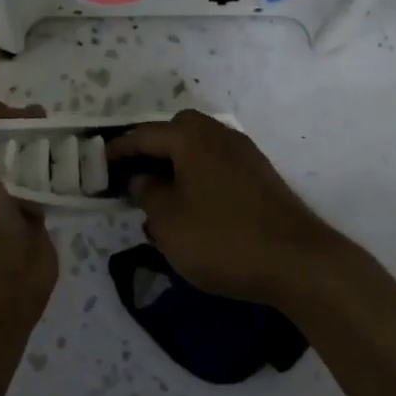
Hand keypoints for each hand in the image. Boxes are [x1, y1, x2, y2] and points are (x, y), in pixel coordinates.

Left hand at [0, 102, 57, 322]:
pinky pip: (32, 177)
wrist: (1, 285)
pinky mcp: (19, 212)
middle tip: (38, 119)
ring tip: (55, 134)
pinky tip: (63, 157)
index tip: (5, 115)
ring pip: (10, 154)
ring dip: (33, 140)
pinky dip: (47, 164)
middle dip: (11, 123)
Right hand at [106, 110, 349, 307]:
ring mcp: (245, 155)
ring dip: (175, 169)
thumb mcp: (169, 220)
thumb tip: (143, 178)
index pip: (144, 135)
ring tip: (159, 201)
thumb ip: (148, 193)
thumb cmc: (222, 238)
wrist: (298, 261)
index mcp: (192, 137)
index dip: (117, 150)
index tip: (97, 166)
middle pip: (175, 134)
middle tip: (131, 179)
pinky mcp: (261, 179)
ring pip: (198, 152)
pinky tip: (192, 213)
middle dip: (151, 153)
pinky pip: (217, 169)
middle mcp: (220, 135)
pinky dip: (198, 181)